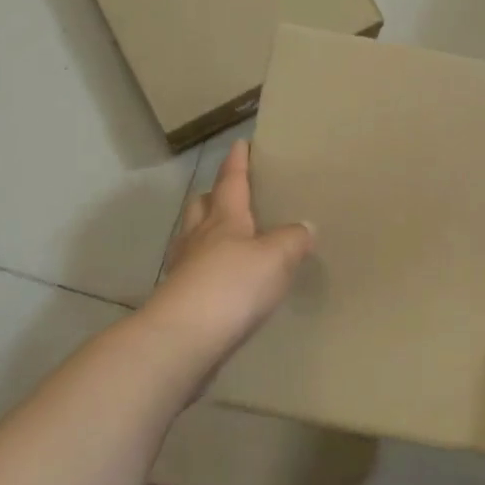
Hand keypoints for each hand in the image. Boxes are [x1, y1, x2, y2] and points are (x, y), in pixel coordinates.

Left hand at [152, 140, 314, 376]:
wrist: (183, 340)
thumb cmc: (232, 286)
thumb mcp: (276, 258)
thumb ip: (292, 240)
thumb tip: (305, 227)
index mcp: (224, 220)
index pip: (231, 182)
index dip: (237, 163)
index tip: (239, 144)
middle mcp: (199, 238)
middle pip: (202, 207)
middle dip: (214, 196)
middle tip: (229, 194)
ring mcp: (184, 270)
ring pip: (193, 239)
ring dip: (206, 232)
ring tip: (227, 238)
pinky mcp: (180, 302)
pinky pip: (194, 273)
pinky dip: (207, 269)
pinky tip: (222, 282)